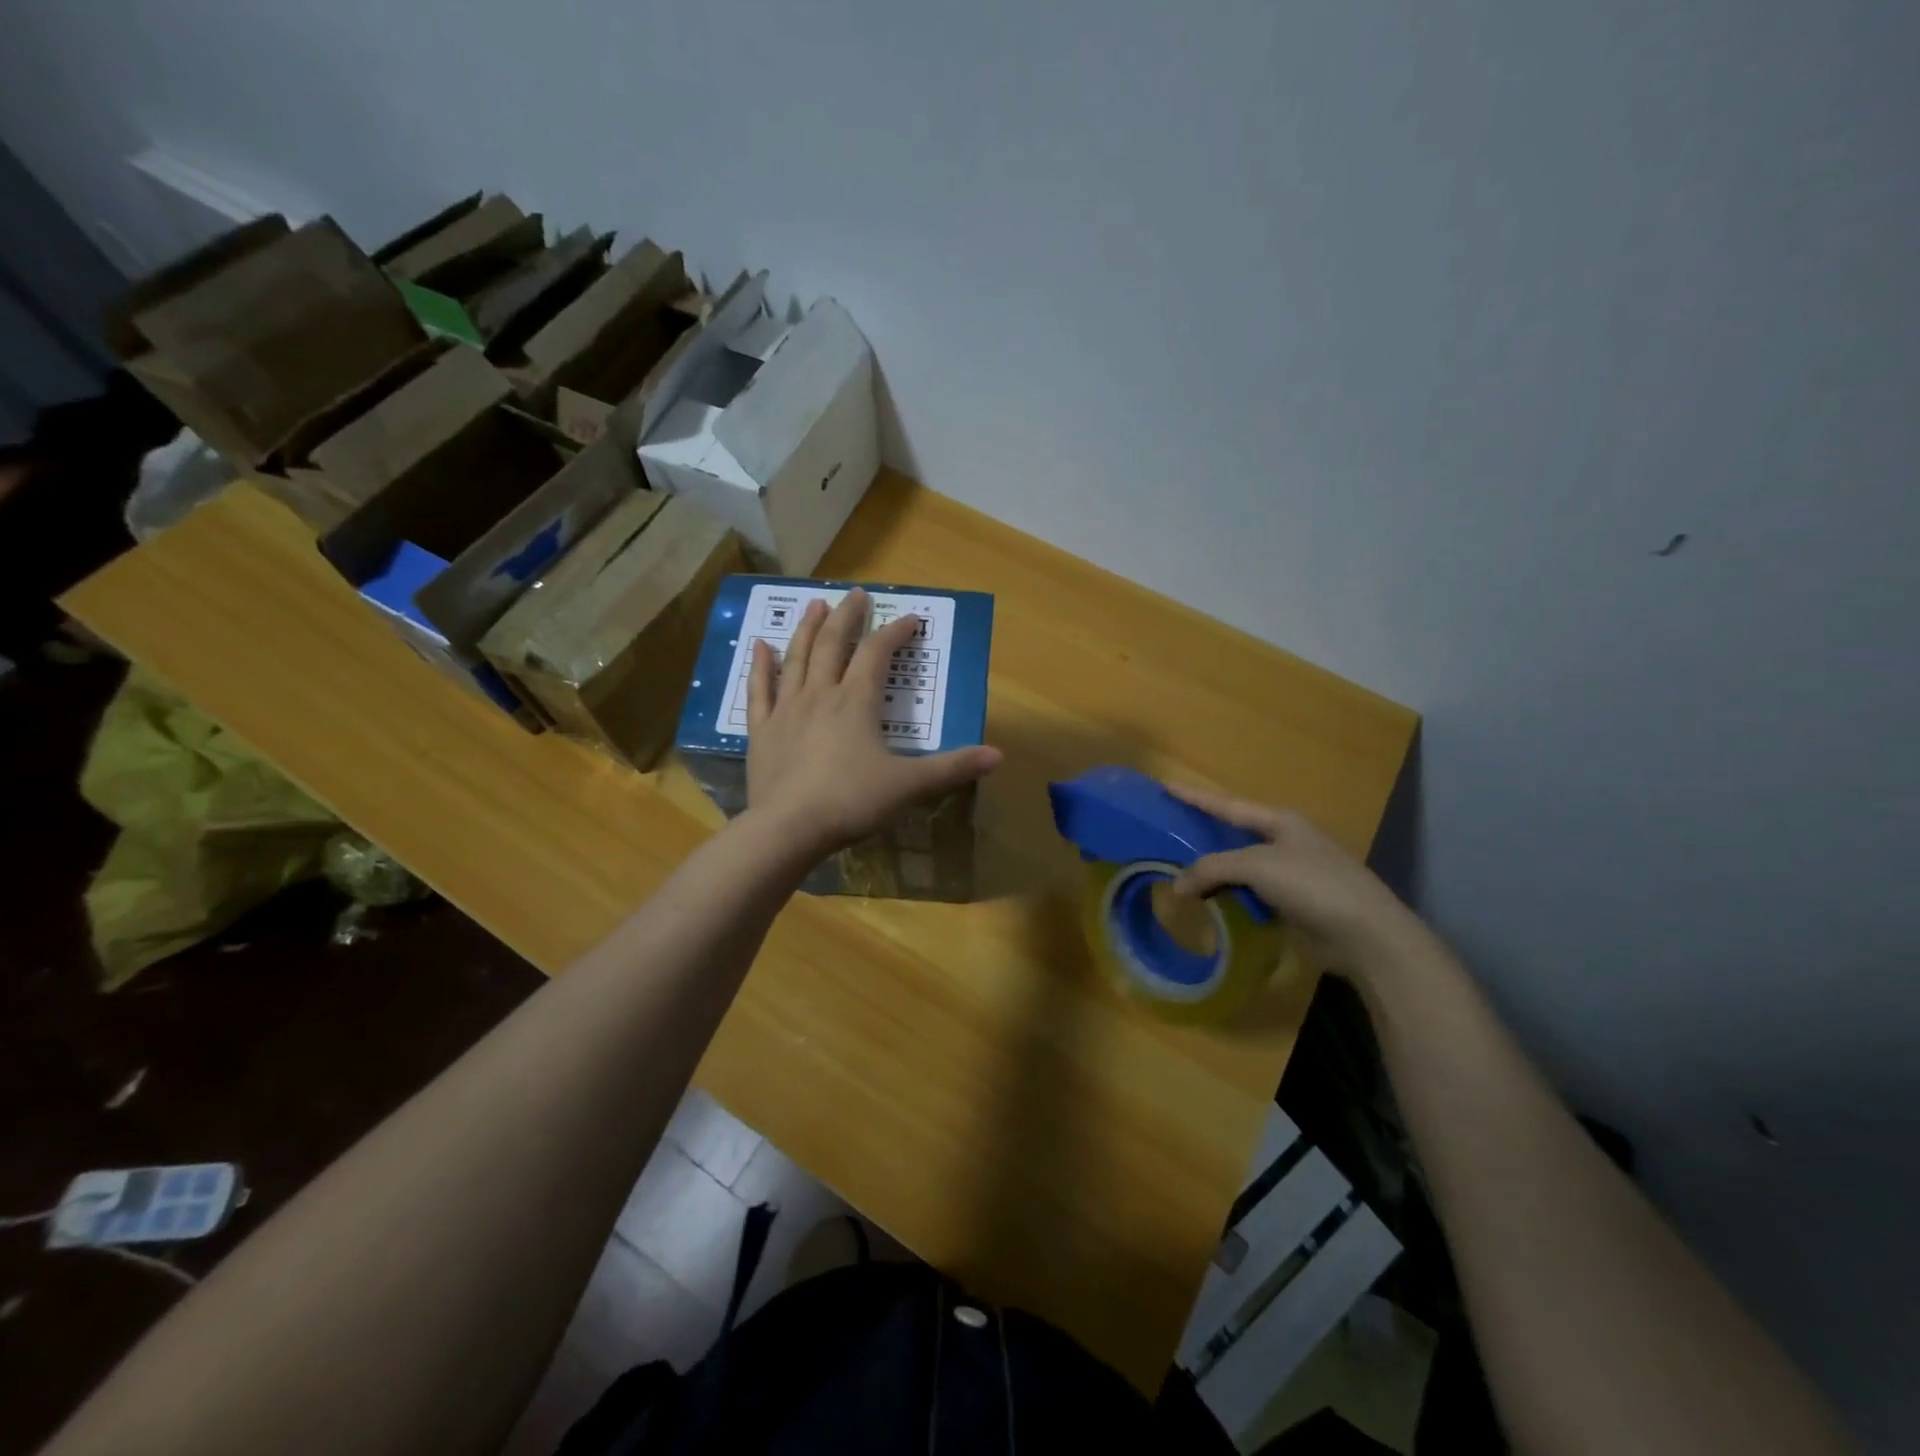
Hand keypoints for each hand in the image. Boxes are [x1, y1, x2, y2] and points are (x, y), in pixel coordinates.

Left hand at [745, 590, 1002, 858]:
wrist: (789, 828)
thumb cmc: (851, 801)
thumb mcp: (909, 785)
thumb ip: (952, 768)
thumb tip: (998, 756)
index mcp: (856, 701)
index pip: (877, 654)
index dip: (895, 632)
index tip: (911, 618)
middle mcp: (820, 694)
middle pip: (833, 644)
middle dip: (847, 617)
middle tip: (855, 594)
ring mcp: (787, 709)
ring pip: (797, 657)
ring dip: (807, 628)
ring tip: (815, 604)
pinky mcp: (762, 730)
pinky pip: (759, 689)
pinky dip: (760, 665)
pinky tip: (758, 645)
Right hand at [1166, 785, 1427, 972]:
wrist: (1367, 935)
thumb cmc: (1313, 885)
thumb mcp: (1257, 867)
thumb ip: (1212, 869)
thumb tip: (1177, 886)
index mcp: (1280, 821)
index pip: (1226, 804)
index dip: (1194, 797)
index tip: (1164, 786)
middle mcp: (1286, 841)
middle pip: (1233, 834)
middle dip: (1202, 834)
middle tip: (1166, 834)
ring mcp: (1293, 873)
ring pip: (1241, 866)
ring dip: (1214, 871)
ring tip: (1178, 872)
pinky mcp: (1295, 903)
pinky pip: (1251, 893)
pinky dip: (1229, 896)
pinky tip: (1209, 903)